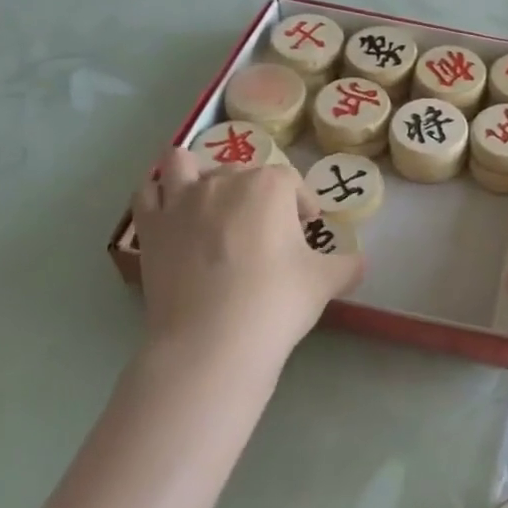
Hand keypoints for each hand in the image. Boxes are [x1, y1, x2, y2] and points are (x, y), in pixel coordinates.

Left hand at [131, 148, 363, 374]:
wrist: (211, 344)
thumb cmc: (275, 303)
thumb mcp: (325, 282)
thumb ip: (347, 265)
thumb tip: (358, 262)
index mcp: (269, 186)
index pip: (291, 182)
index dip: (302, 204)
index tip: (306, 230)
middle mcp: (223, 181)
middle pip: (243, 171)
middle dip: (257, 194)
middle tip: (265, 232)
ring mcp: (181, 201)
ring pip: (184, 163)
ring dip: (198, 173)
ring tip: (210, 201)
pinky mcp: (150, 226)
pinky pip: (148, 191)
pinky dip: (159, 192)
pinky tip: (172, 211)